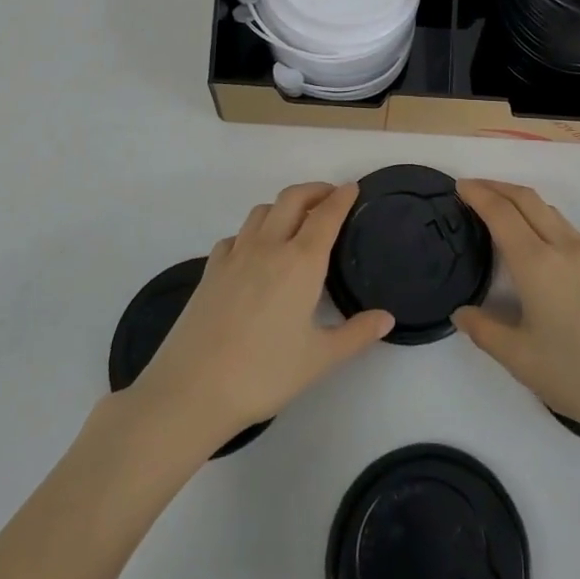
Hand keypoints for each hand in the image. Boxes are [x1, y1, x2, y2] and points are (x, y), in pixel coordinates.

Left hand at [130, 183, 392, 452]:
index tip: (353, 188)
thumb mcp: (319, 359)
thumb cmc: (264, 374)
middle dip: (314, 190)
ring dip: (283, 206)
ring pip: (262, 211)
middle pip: (292, 199)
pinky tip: (254, 252)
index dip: (342, 198)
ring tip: (295, 221)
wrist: (192, 390)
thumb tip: (387, 318)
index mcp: (301, 262)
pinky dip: (252, 232)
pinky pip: (236, 236)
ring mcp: (235, 255)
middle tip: (330, 197)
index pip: (326, 215)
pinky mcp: (210, 270)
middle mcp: (269, 246)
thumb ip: (356, 334)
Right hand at [453, 179, 579, 448]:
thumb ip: (485, 332)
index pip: (501, 212)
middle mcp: (565, 247)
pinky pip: (566, 228)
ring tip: (500, 212)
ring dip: (521, 201)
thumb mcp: (522, 360)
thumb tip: (461, 313)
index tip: (459, 186)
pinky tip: (537, 243)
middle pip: (527, 198)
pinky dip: (542, 219)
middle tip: (473, 189)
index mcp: (538, 264)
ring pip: (550, 211)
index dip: (477, 194)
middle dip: (497, 187)